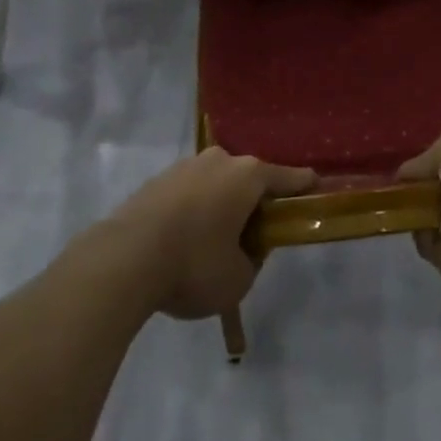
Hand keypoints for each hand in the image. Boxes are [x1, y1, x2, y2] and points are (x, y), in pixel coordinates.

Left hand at [104, 148, 314, 319]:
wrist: (124, 259)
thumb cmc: (193, 265)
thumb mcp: (238, 280)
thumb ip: (252, 262)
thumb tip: (245, 250)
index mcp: (248, 176)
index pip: (287, 178)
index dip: (303, 186)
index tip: (316, 185)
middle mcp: (220, 160)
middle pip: (248, 179)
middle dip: (253, 203)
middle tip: (253, 236)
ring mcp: (186, 166)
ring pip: (215, 185)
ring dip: (220, 207)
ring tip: (212, 244)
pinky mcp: (158, 180)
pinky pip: (188, 194)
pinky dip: (193, 212)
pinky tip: (183, 242)